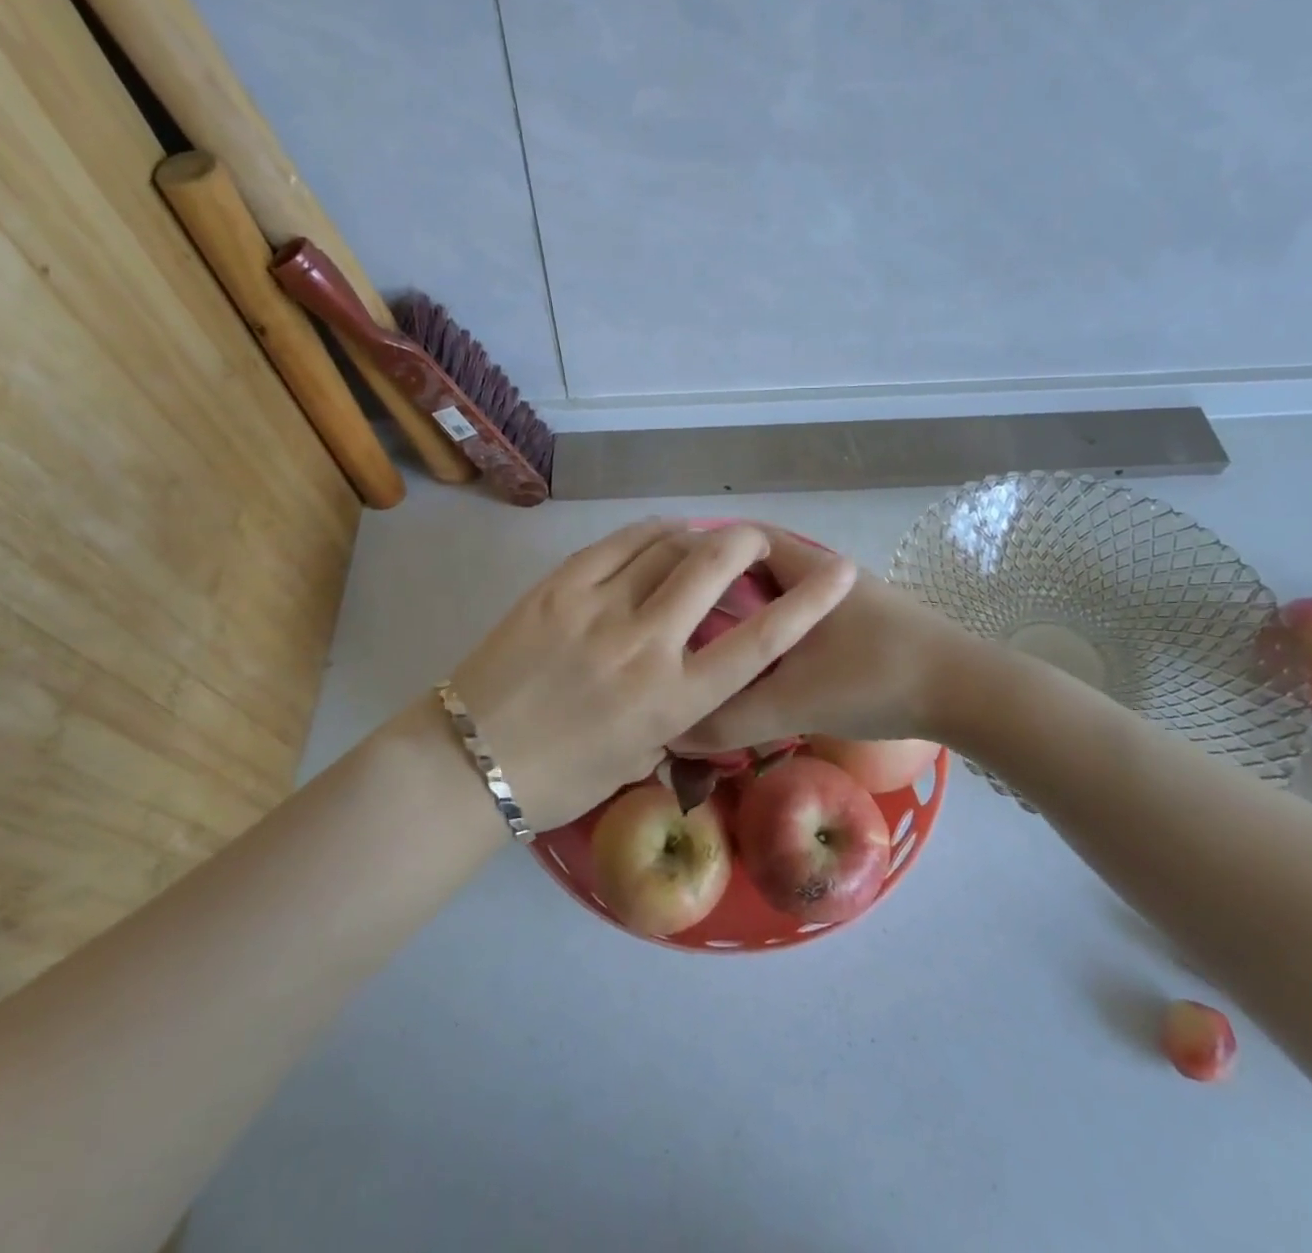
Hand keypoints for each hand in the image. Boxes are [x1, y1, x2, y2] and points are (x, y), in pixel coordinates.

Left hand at [446, 519, 856, 827]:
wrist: (470, 761)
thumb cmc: (560, 779)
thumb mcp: (638, 759)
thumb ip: (677, 715)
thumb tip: (695, 679)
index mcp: (672, 701)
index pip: (758, 642)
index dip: (810, 603)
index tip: (841, 572)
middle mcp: (644, 645)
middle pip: (712, 567)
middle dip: (747, 543)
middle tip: (755, 542)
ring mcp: (598, 608)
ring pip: (664, 546)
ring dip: (696, 535)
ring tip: (704, 539)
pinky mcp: (559, 588)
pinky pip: (617, 544)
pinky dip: (649, 532)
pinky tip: (661, 532)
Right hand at [670, 529, 966, 755]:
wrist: (971, 693)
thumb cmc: (877, 679)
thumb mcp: (794, 701)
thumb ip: (729, 718)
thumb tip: (671, 732)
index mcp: (803, 567)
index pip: (734, 539)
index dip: (693, 556)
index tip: (659, 587)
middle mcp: (822, 570)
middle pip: (752, 567)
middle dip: (713, 591)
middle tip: (675, 624)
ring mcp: (845, 596)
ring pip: (778, 595)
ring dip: (745, 615)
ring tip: (707, 648)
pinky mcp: (861, 622)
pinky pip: (800, 617)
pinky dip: (773, 633)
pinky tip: (760, 668)